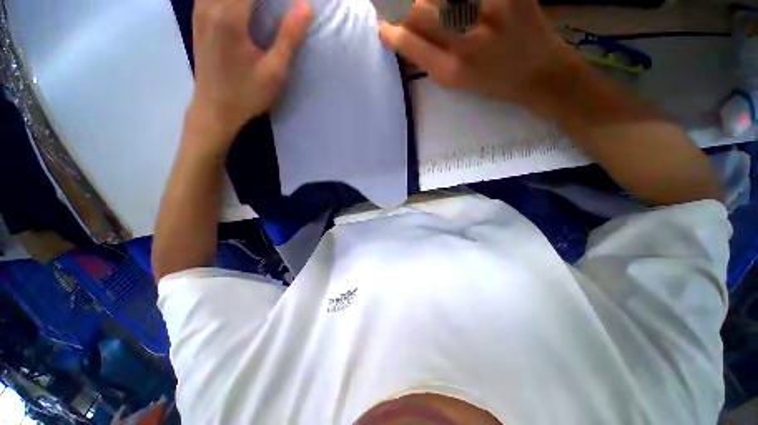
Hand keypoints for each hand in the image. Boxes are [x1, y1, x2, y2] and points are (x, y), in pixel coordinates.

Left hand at [188, 0, 311, 142]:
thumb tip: (305, 6)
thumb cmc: (247, 94)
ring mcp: (200, 9)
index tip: (292, 2)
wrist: (214, 108)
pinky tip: (246, 7)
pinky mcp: (198, 16)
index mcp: (230, 17)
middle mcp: (210, 5)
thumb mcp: (274, 72)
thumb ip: (289, 37)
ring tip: (263, 8)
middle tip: (278, 5)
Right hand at [378, 0, 576, 107]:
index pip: (408, 43)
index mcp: (450, 72)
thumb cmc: (493, 83)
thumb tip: (404, 35)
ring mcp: (491, 13)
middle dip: (401, 5)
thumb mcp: (456, 83)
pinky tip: (459, 6)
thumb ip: (429, 59)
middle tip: (396, 6)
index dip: (390, 29)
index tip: (383, 23)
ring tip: (431, 8)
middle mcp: (466, 43)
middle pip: (420, 10)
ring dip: (427, 1)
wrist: (540, 75)